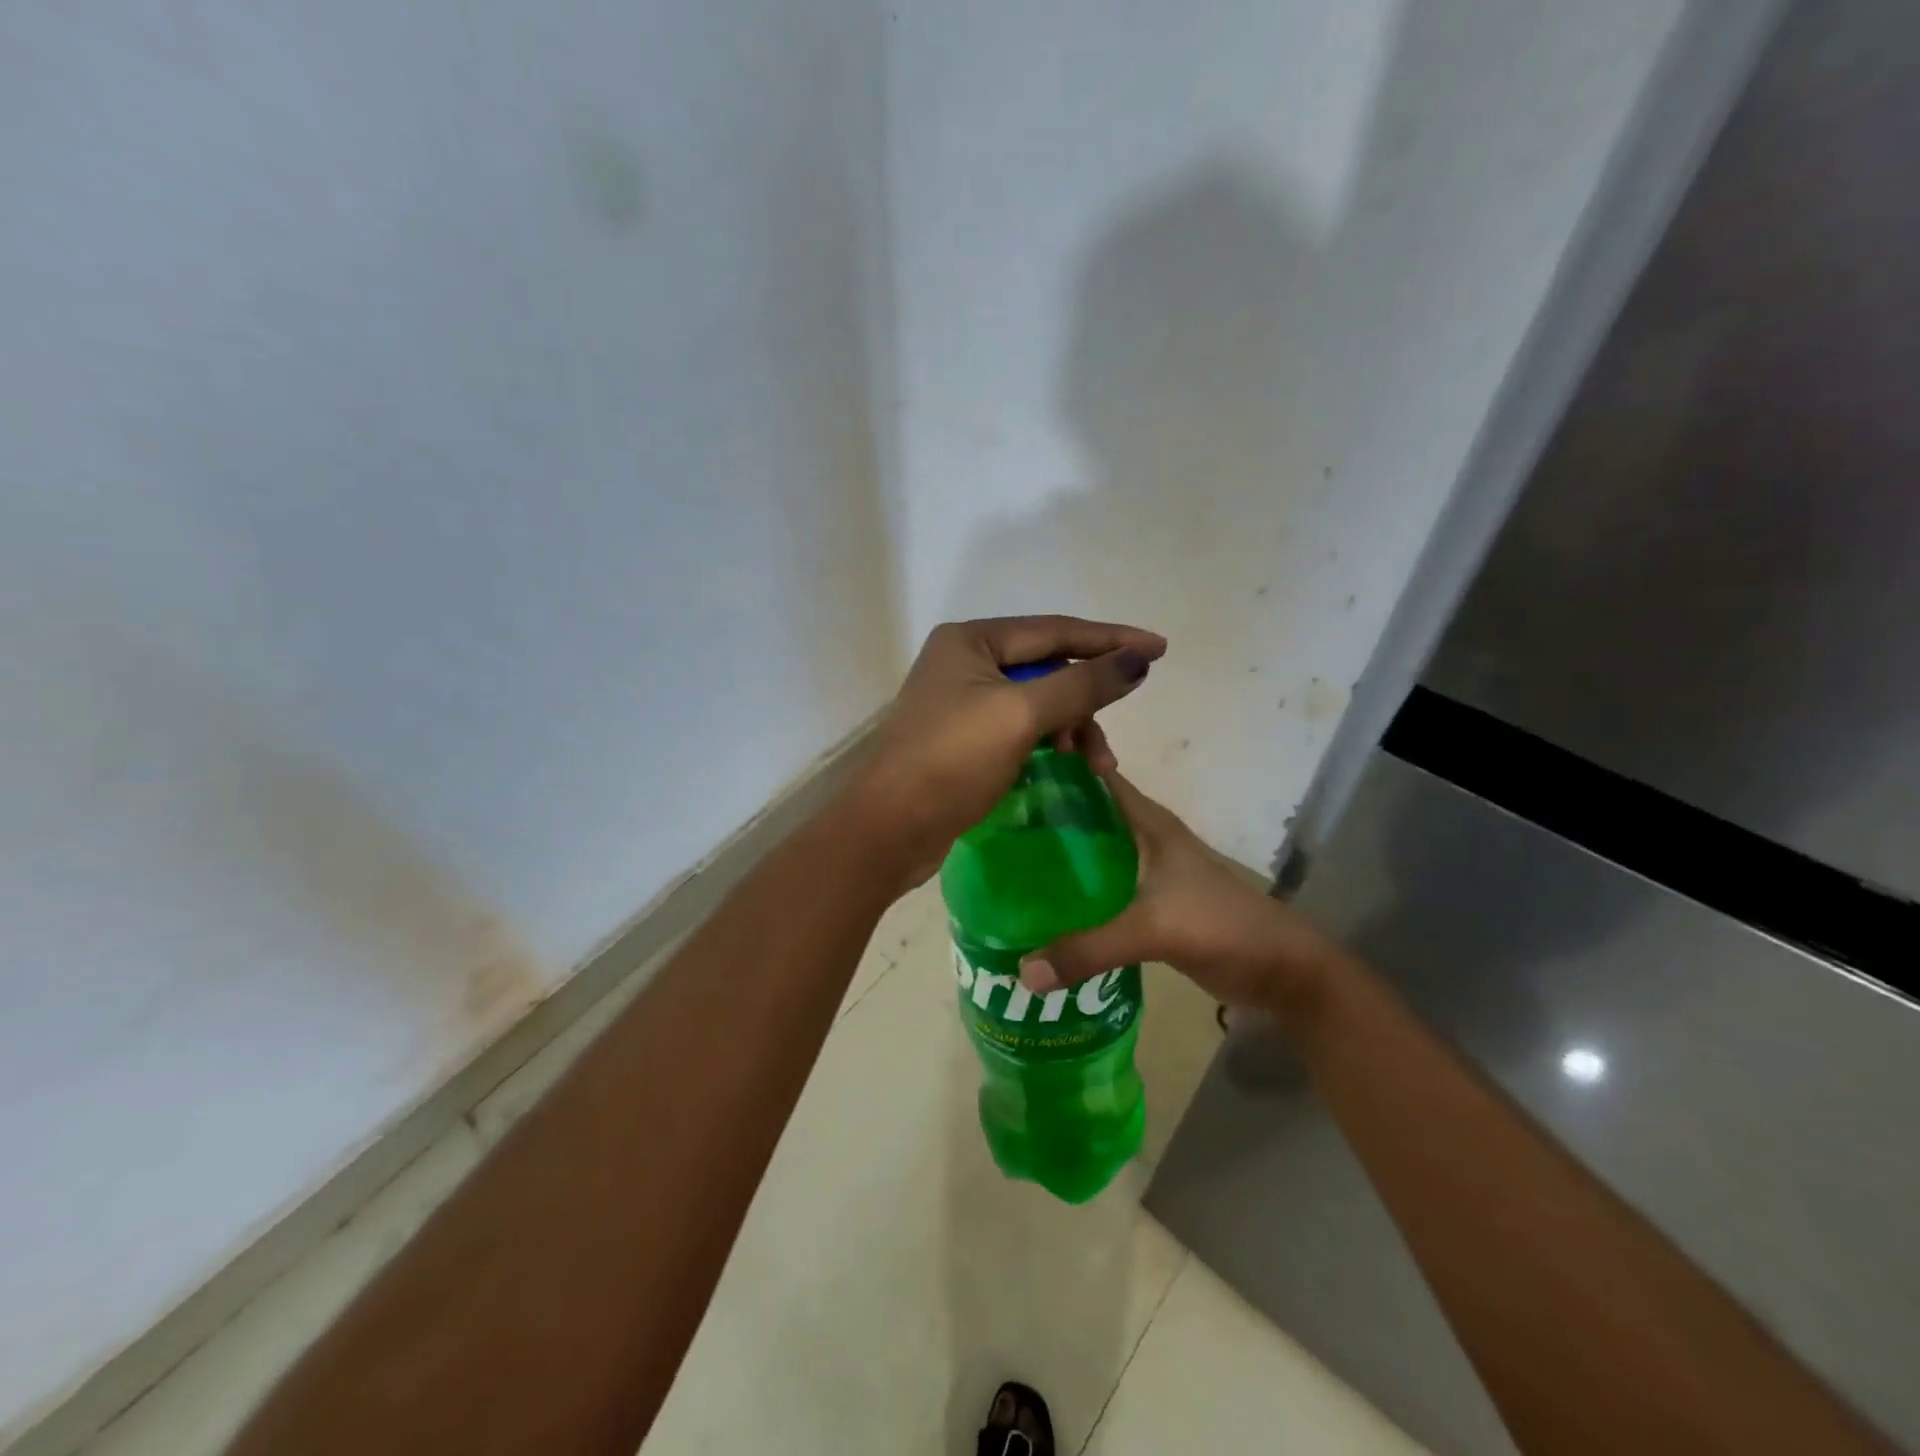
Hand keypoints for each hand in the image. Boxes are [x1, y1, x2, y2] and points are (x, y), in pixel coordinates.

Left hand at [848, 615, 1165, 885]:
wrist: (889, 828)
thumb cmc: (952, 761)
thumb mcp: (1021, 716)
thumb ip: (1082, 684)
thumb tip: (1137, 660)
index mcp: (971, 640)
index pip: (1055, 630)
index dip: (1110, 640)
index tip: (1160, 649)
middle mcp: (965, 661)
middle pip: (1048, 668)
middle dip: (1086, 703)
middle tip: (1110, 744)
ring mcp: (963, 701)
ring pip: (1038, 702)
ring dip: (1071, 729)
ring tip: (1094, 767)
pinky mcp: (965, 738)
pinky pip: (1022, 728)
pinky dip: (1049, 744)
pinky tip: (1066, 766)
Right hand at [1017, 769, 1346, 1016]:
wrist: (1281, 970)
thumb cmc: (1222, 926)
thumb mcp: (1153, 931)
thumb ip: (1088, 949)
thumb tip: (1022, 971)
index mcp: (1148, 823)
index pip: (1095, 778)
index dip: (1056, 770)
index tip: (1006, 775)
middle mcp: (1144, 840)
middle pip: (1087, 817)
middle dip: (1044, 819)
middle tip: (992, 828)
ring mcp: (1147, 874)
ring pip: (1093, 855)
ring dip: (1058, 860)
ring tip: (1004, 867)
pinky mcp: (1149, 906)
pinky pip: (1101, 891)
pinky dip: (1075, 896)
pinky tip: (1043, 910)